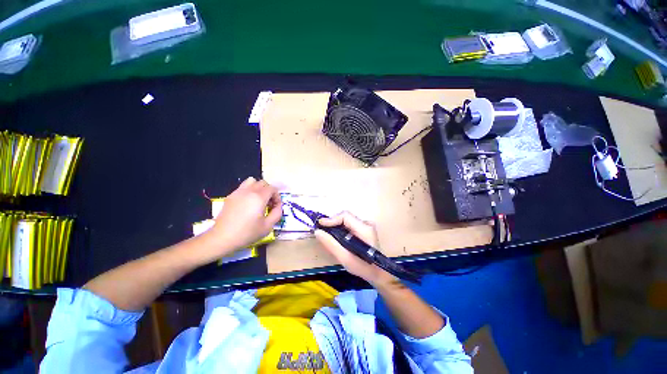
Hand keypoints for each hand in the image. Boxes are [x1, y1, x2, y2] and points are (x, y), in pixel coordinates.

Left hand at [206, 177, 281, 255]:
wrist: (222, 238)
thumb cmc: (247, 233)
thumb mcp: (268, 226)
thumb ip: (277, 213)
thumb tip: (278, 206)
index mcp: (259, 197)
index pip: (272, 188)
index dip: (277, 197)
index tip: (275, 207)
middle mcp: (249, 191)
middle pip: (263, 183)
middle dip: (269, 191)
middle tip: (269, 204)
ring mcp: (238, 192)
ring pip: (252, 181)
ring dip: (258, 188)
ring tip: (258, 200)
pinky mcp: (230, 196)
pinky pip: (243, 187)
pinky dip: (249, 191)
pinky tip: (247, 204)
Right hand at [314, 212, 395, 286]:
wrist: (378, 273)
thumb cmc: (362, 267)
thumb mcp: (344, 258)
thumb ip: (331, 244)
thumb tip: (317, 232)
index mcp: (364, 229)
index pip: (345, 216)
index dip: (331, 219)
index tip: (320, 225)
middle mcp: (366, 224)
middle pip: (345, 217)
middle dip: (332, 223)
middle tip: (322, 231)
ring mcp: (366, 225)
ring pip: (347, 220)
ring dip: (336, 226)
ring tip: (327, 234)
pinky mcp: (364, 229)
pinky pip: (349, 224)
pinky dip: (341, 228)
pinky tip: (336, 237)